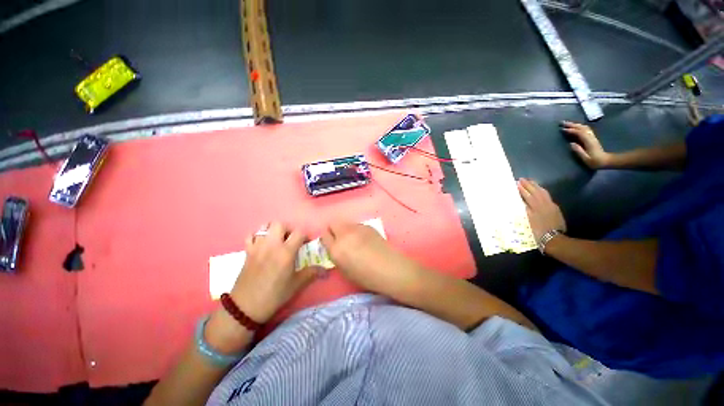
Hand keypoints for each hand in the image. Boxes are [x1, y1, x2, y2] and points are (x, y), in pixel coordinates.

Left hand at [229, 222, 317, 323]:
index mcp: (286, 252)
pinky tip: (262, 244)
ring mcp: (257, 247)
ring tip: (277, 240)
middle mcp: (272, 245)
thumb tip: (325, 270)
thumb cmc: (274, 295)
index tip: (306, 243)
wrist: (246, 306)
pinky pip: (251, 236)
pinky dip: (257, 236)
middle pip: (280, 224)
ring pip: (265, 226)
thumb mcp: (296, 285)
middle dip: (288, 229)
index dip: (305, 235)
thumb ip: (311, 273)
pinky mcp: (247, 252)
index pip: (298, 233)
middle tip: (291, 239)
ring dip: (273, 230)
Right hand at [320, 222, 420, 295]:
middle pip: (333, 224)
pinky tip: (364, 239)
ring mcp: (357, 228)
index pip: (324, 236)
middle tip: (340, 239)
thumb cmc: (366, 276)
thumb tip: (335, 246)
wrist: (390, 269)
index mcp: (337, 249)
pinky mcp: (368, 226)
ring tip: (354, 240)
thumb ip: (336, 255)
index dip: (327, 239)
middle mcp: (345, 234)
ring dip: (345, 230)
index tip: (331, 243)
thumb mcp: (344, 270)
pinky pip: (356, 225)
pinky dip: (356, 230)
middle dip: (334, 230)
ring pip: (345, 223)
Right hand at [517, 178, 566, 240]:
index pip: (527, 195)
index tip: (516, 183)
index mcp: (535, 206)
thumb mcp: (528, 221)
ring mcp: (550, 205)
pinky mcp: (555, 208)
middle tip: (522, 179)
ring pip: (543, 192)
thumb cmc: (537, 231)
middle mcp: (543, 204)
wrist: (553, 238)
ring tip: (530, 181)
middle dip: (529, 185)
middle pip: (536, 191)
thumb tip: (520, 201)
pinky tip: (540, 190)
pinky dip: (542, 191)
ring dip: (536, 186)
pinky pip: (547, 196)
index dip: (522, 188)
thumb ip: (525, 210)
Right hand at [562, 121, 611, 168]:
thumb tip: (571, 143)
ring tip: (568, 124)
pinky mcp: (592, 138)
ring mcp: (592, 137)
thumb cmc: (595, 161)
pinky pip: (585, 130)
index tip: (562, 129)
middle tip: (563, 123)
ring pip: (584, 128)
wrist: (606, 161)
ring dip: (576, 125)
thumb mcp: (586, 158)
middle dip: (572, 125)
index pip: (579, 133)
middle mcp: (591, 137)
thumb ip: (578, 151)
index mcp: (588, 141)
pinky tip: (576, 127)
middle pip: (582, 128)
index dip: (571, 130)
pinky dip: (580, 127)